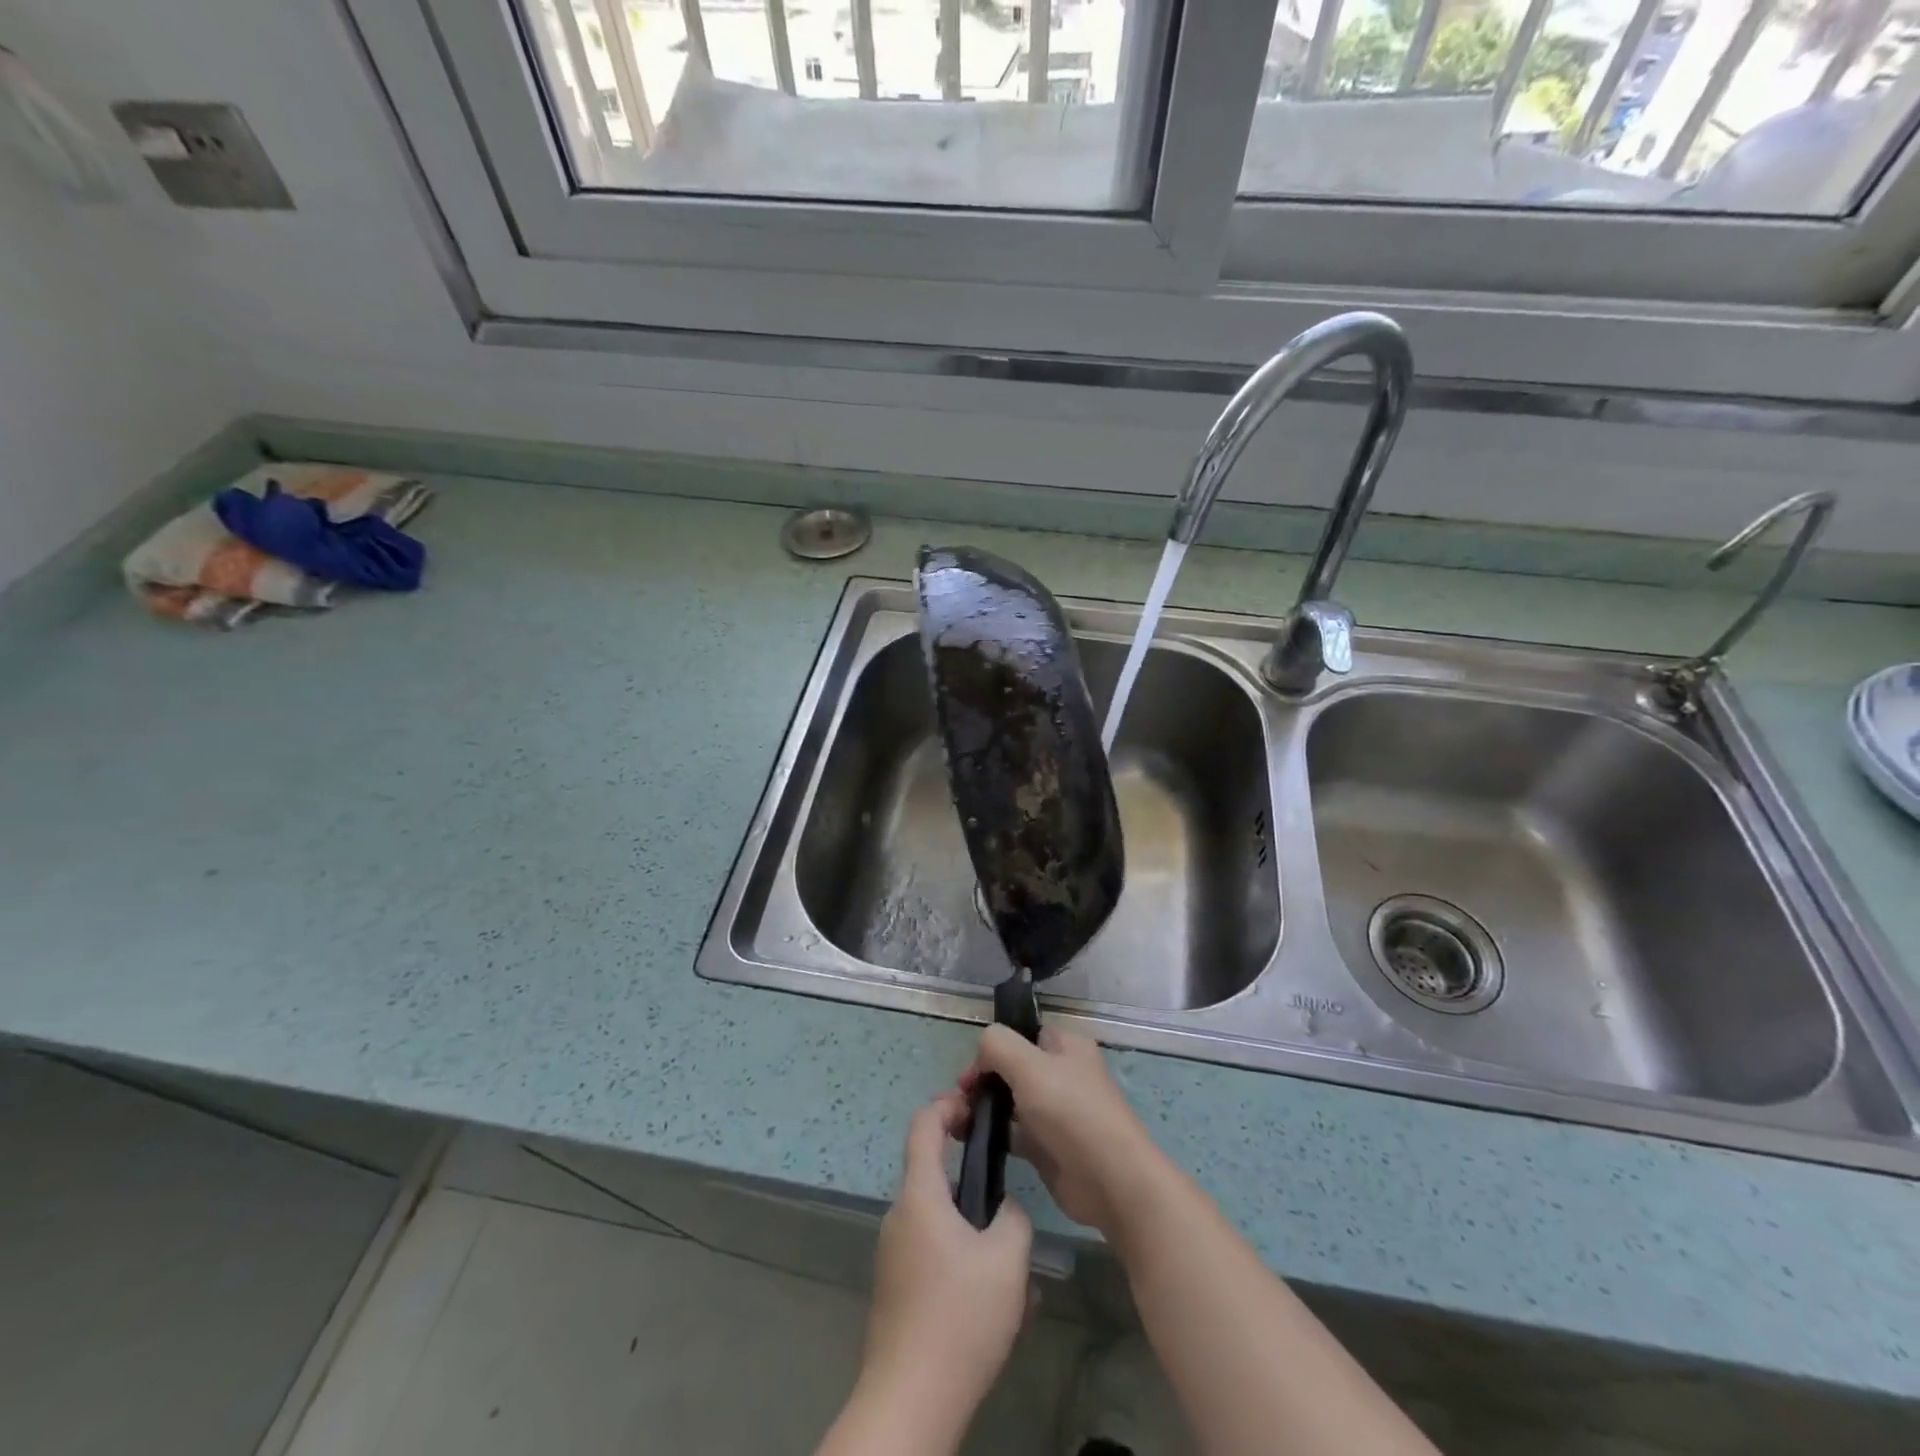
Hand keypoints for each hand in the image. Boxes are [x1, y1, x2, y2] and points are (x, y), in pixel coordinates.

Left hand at [855, 1091, 1033, 1445]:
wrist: (910, 1402)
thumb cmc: (960, 1316)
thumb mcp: (1007, 1259)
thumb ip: (1013, 1216)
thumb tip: (1004, 1209)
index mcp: (920, 1195)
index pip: (924, 1125)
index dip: (947, 1104)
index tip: (975, 1105)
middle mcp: (900, 1217)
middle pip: (935, 1176)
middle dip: (973, 1181)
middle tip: (1009, 1196)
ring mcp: (894, 1255)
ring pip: (941, 1224)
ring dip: (976, 1232)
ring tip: (1015, 1269)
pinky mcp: (898, 1290)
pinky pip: (935, 1257)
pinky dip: (964, 1264)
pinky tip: (999, 1306)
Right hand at [961, 1025, 1164, 1237]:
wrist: (1111, 1181)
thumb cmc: (1071, 1112)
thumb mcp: (1030, 1066)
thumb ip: (998, 1046)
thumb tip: (982, 1054)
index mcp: (1065, 1046)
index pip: (1020, 1034)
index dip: (993, 1048)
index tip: (971, 1072)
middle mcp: (1060, 1073)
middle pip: (1010, 1067)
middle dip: (981, 1080)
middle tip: (957, 1100)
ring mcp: (1054, 1111)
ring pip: (1008, 1100)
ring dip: (981, 1107)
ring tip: (953, 1121)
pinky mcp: (1047, 1146)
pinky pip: (1012, 1132)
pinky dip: (991, 1133)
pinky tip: (969, 1141)